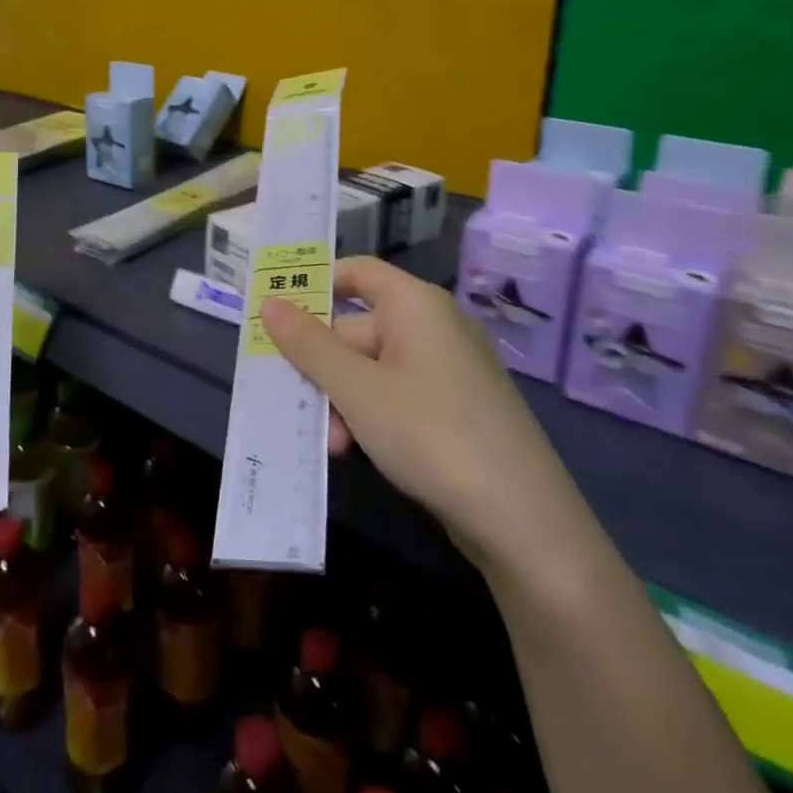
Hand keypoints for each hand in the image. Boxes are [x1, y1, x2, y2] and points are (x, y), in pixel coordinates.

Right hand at [261, 257, 580, 571]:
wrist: (522, 520)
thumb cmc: (430, 433)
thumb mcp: (357, 389)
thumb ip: (308, 344)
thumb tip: (269, 302)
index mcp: (415, 305)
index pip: (356, 272)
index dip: (315, 285)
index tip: (274, 314)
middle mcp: (433, 326)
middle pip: (356, 328)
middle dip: (321, 368)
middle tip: (291, 403)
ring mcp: (447, 369)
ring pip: (371, 369)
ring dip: (341, 401)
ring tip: (330, 444)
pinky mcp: (455, 408)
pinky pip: (396, 395)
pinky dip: (369, 416)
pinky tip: (354, 451)